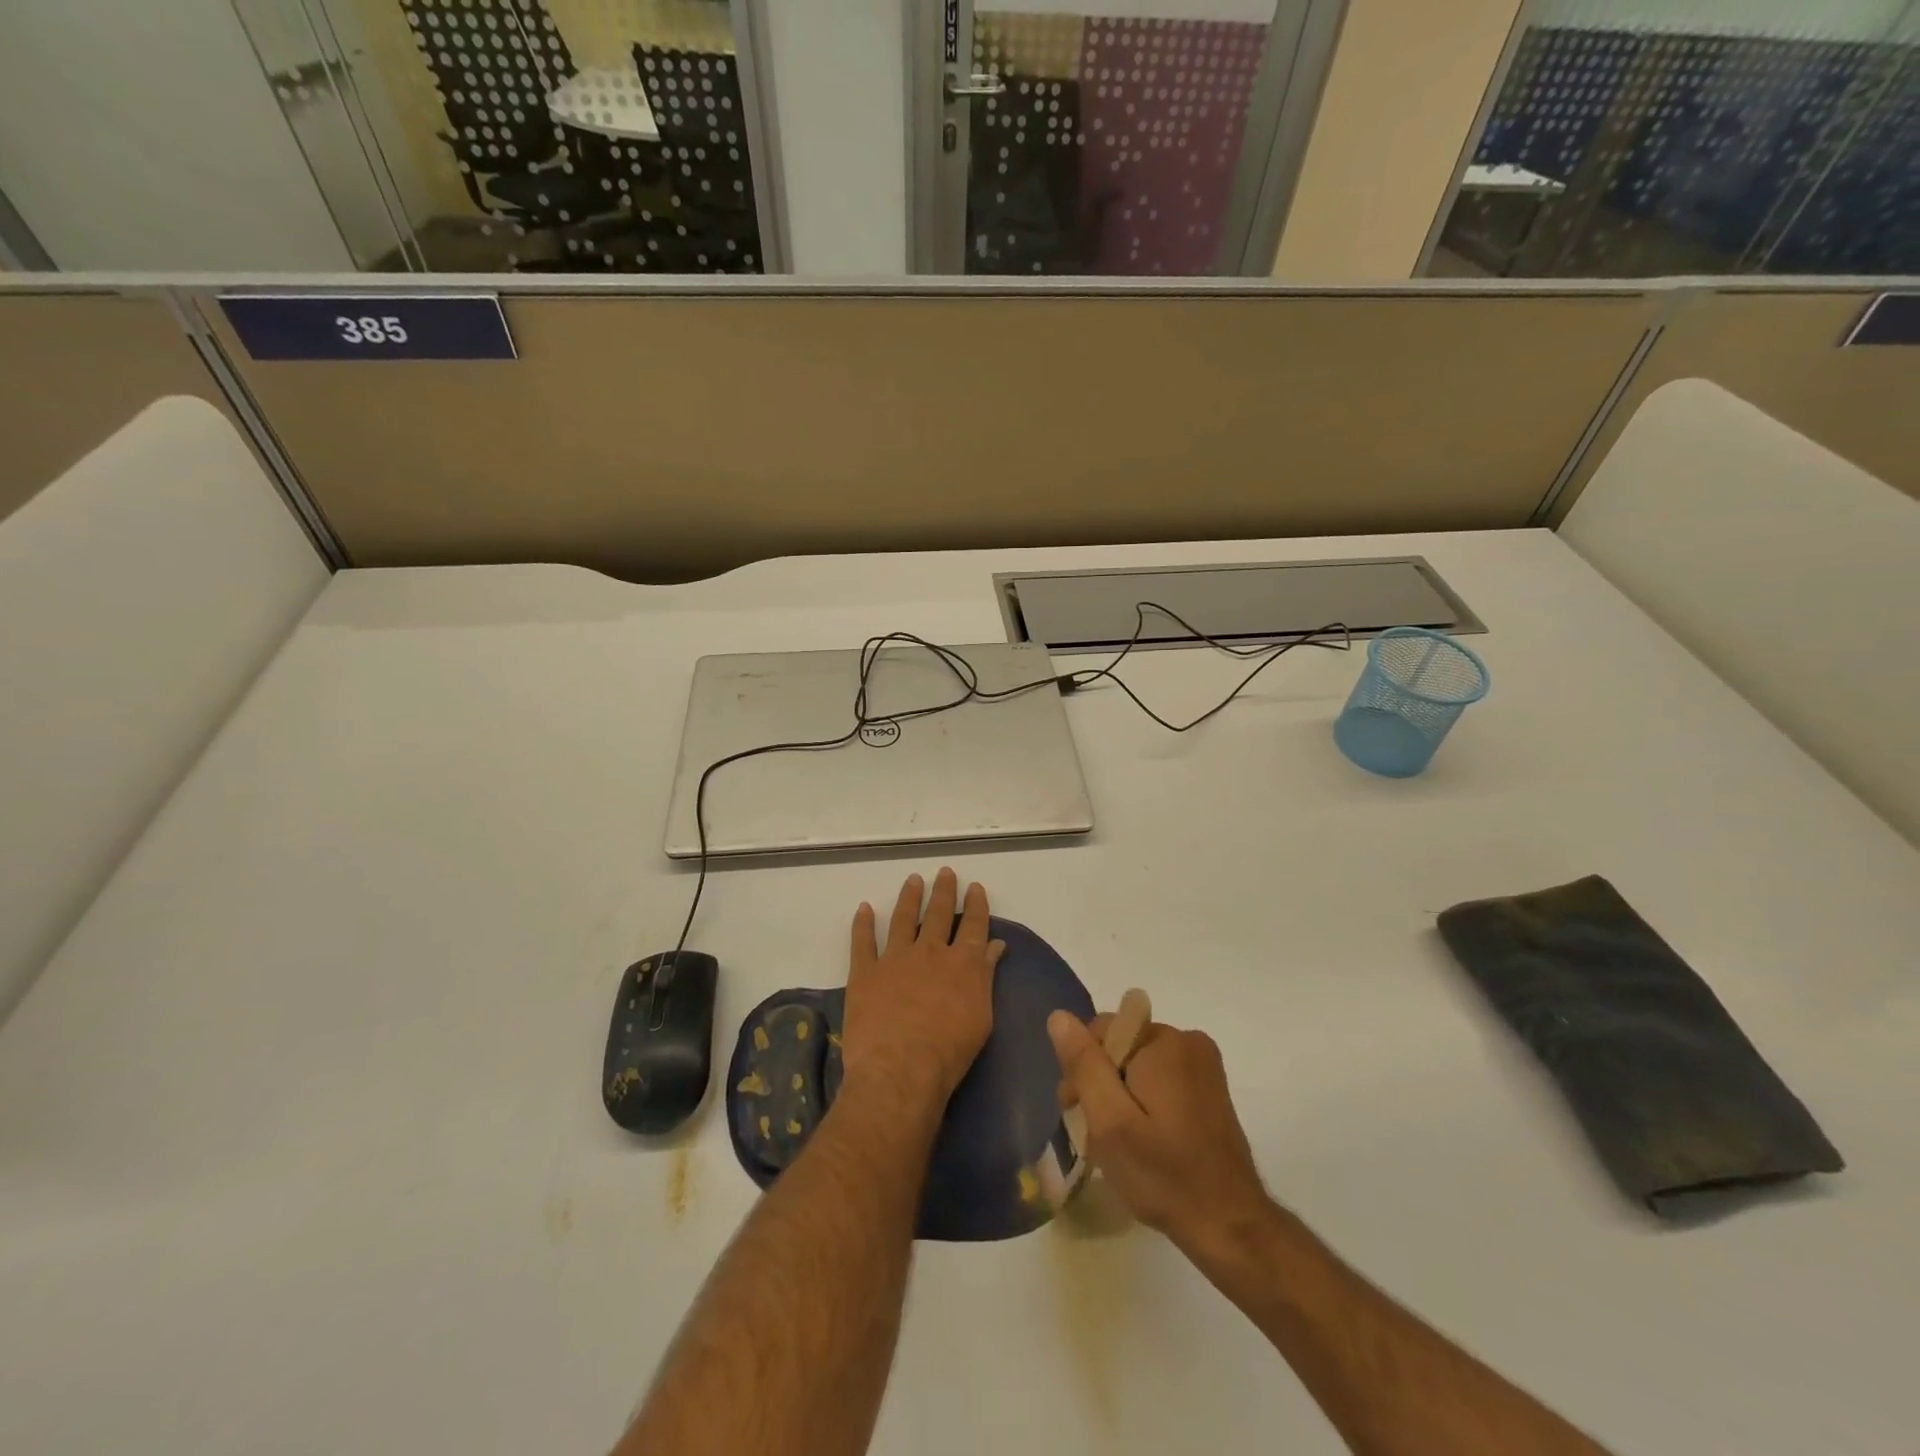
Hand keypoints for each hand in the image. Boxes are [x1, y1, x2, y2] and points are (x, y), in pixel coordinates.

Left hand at [842, 869, 1005, 1112]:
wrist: (901, 1069)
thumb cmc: (949, 1052)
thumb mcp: (981, 1017)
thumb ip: (986, 976)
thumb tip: (995, 945)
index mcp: (962, 963)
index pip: (973, 925)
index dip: (975, 904)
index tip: (975, 887)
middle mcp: (930, 952)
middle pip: (939, 914)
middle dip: (944, 891)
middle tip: (945, 872)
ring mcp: (895, 958)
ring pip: (903, 919)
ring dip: (909, 897)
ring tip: (913, 880)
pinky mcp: (865, 972)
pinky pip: (863, 941)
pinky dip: (863, 923)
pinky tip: (865, 908)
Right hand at [1048, 1011, 1270, 1253]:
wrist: (1230, 1227)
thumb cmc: (1164, 1174)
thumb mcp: (1110, 1121)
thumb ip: (1084, 1065)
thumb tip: (1059, 1017)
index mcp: (1164, 1041)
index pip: (1102, 1030)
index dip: (1082, 1069)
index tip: (1077, 1112)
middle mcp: (1188, 1041)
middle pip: (1121, 1046)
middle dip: (1101, 1083)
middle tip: (1095, 1135)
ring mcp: (1203, 1065)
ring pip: (1138, 1064)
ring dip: (1121, 1096)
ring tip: (1120, 1144)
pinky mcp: (1210, 1088)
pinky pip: (1161, 1078)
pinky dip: (1144, 1102)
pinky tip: (1144, 1141)